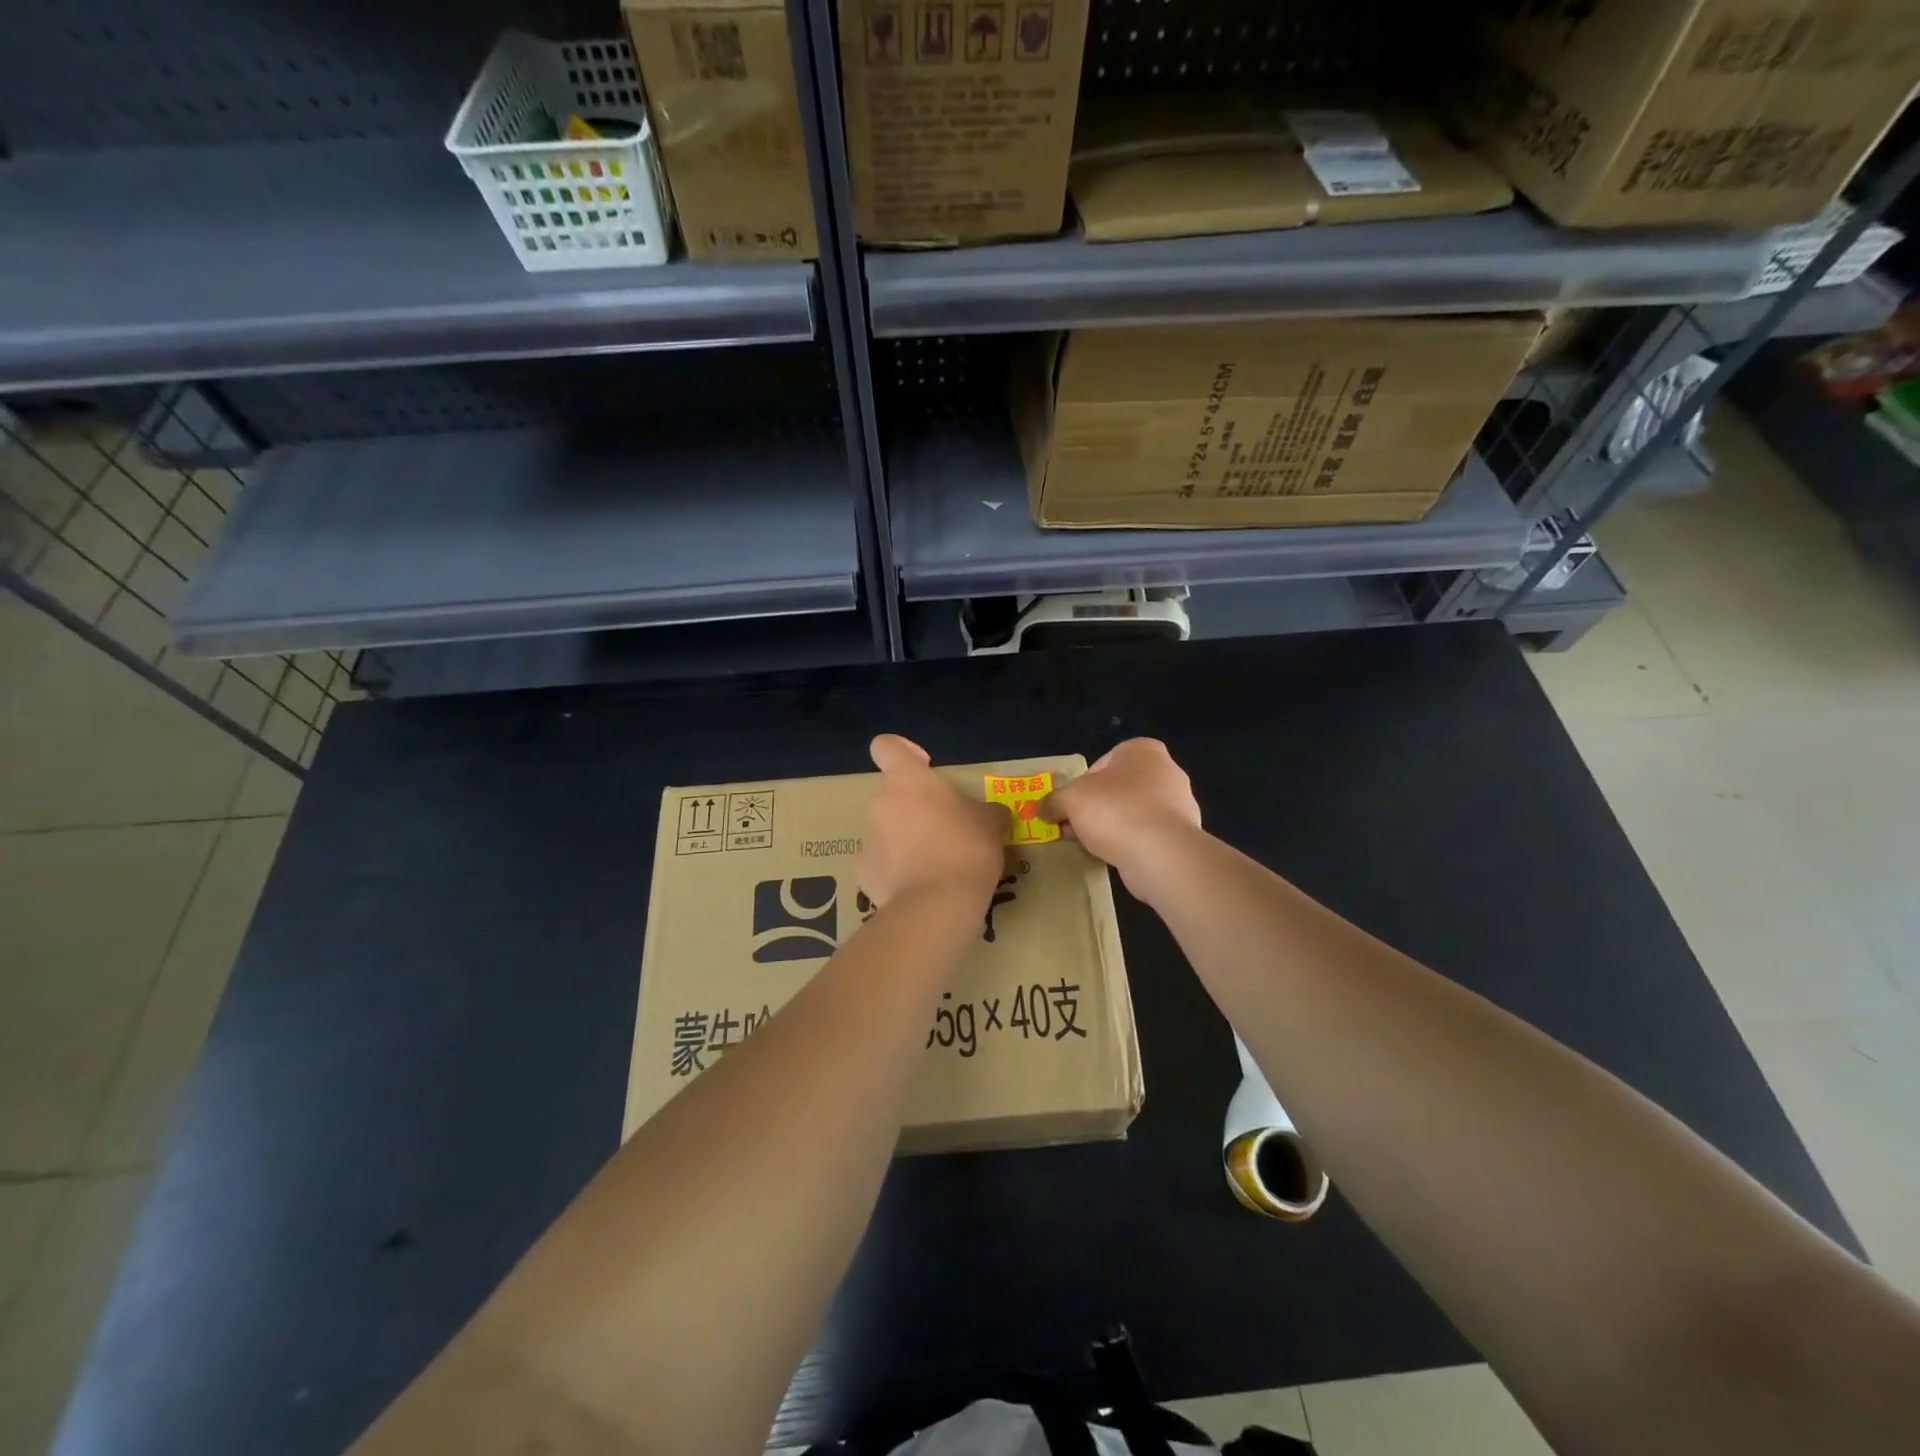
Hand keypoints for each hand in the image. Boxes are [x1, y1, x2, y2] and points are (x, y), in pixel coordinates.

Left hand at [856, 735, 1007, 909]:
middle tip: (943, 831)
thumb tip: (991, 813)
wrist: (937, 904)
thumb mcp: (991, 823)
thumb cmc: (967, 848)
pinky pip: (879, 863)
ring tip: (932, 866)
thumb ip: (985, 810)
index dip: (902, 751)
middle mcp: (880, 803)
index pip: (886, 746)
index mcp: (908, 780)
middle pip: (892, 795)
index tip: (924, 767)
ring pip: (885, 830)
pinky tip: (916, 887)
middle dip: (912, 809)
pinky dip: (894, 871)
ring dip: (904, 841)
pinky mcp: (862, 872)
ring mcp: (867, 838)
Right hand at [1038, 738, 1201, 894]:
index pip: (1101, 764)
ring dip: (1111, 827)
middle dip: (1094, 809)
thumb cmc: (1114, 810)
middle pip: (1117, 789)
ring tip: (1091, 846)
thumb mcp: (1070, 799)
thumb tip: (1041, 809)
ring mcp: (1179, 804)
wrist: (1160, 853)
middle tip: (1073, 829)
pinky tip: (1115, 857)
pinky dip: (1131, 843)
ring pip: (1132, 813)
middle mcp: (1166, 771)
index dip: (1080, 786)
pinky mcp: (1183, 835)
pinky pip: (1147, 835)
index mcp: (1142, 750)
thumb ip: (1053, 801)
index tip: (1069, 807)